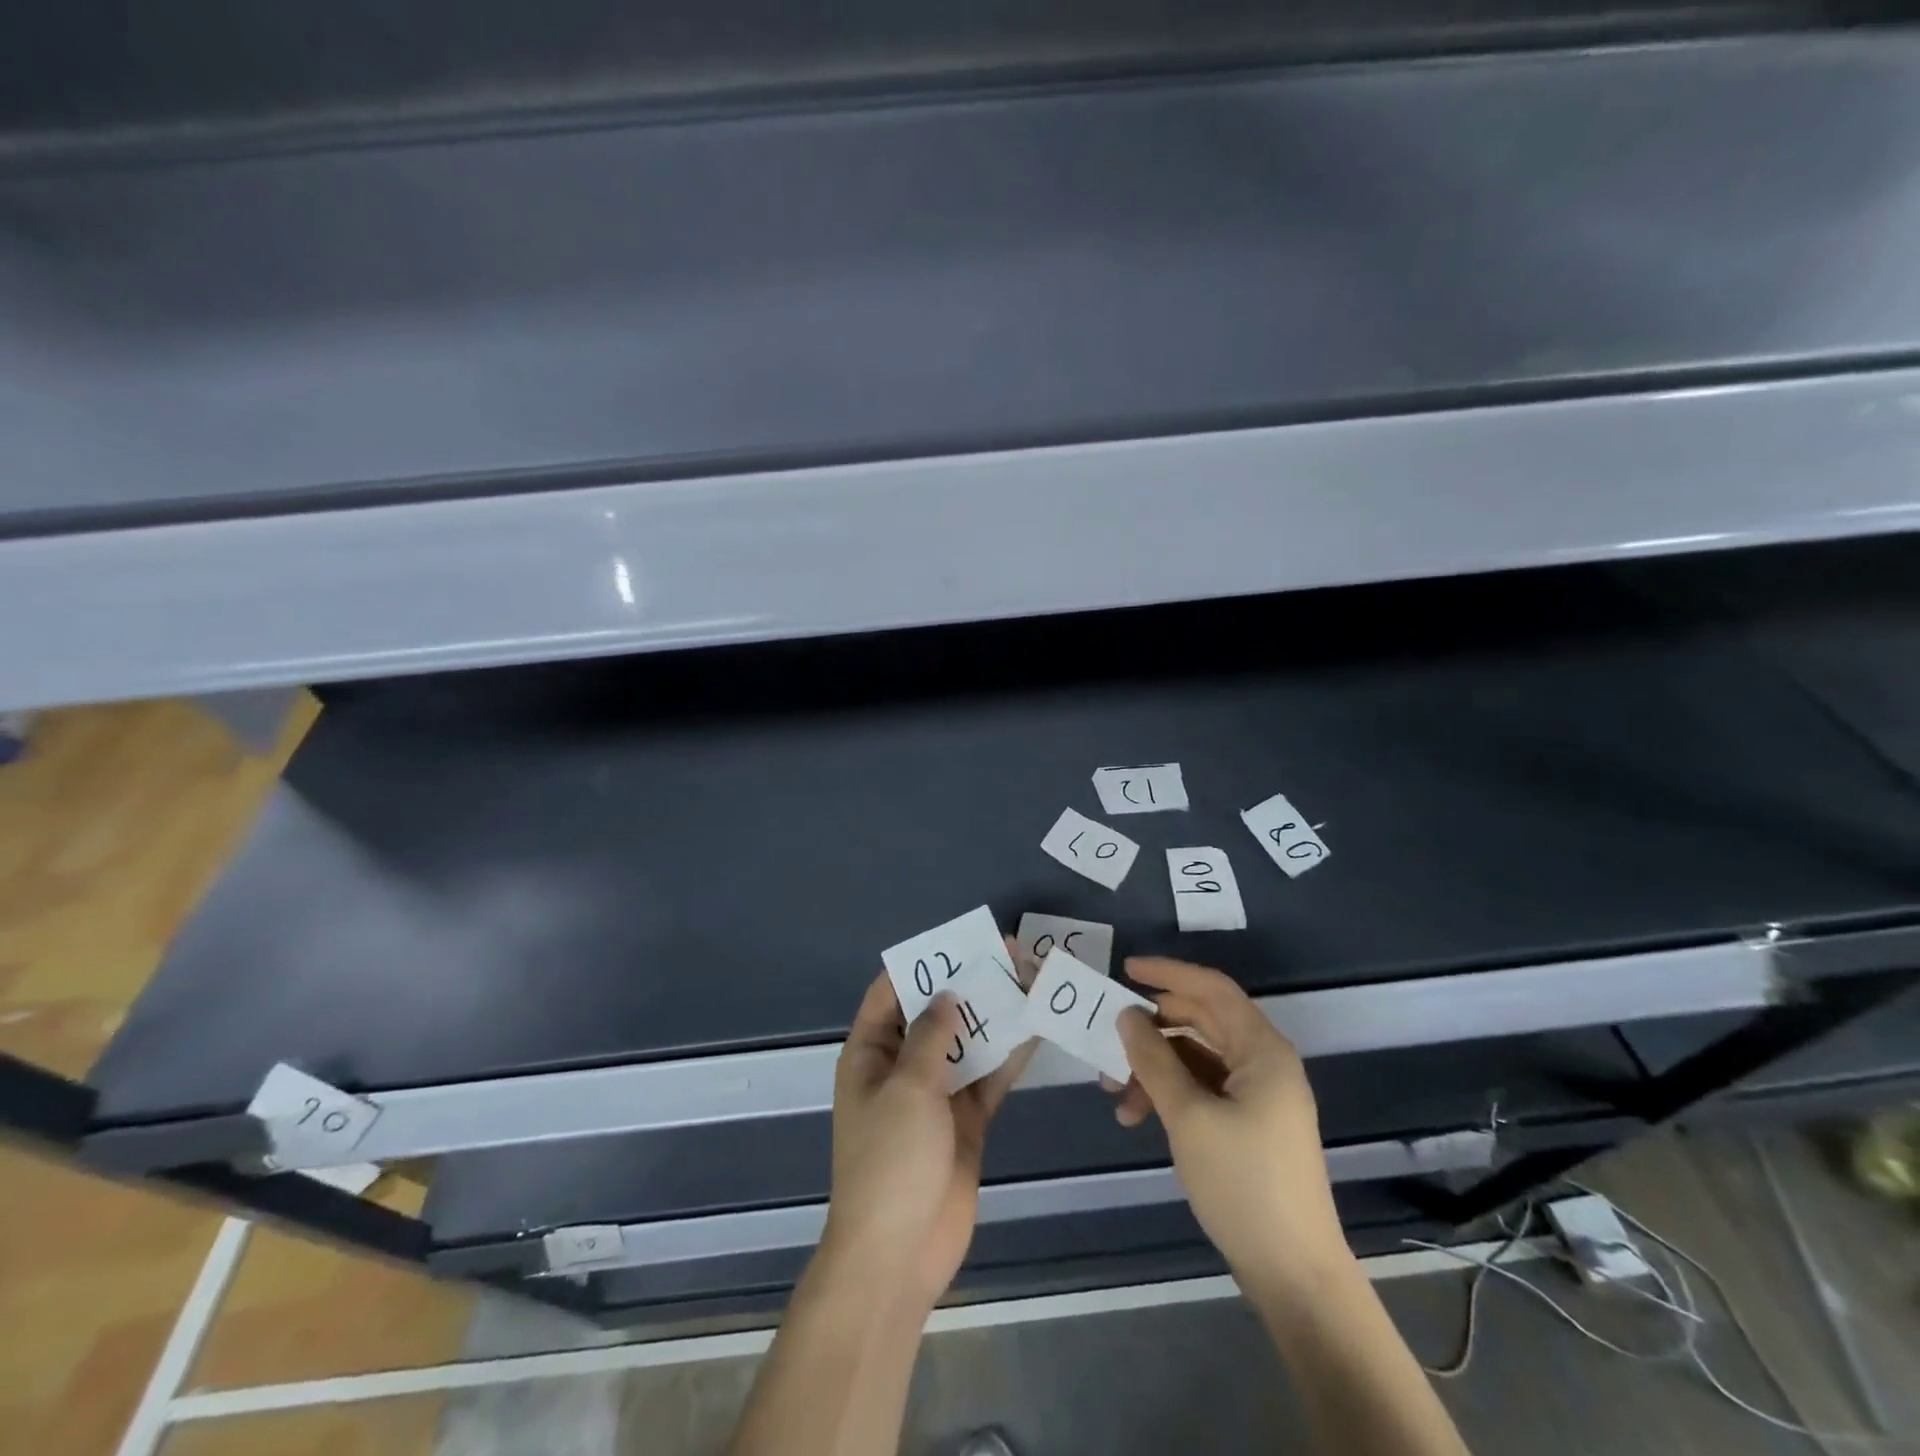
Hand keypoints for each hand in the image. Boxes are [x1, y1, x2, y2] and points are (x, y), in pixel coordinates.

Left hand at [823, 961, 1033, 1311]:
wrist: (901, 1253)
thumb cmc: (891, 1161)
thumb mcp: (907, 1088)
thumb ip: (931, 1036)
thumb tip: (946, 994)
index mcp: (870, 1054)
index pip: (891, 994)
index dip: (921, 965)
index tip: (958, 941)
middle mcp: (900, 1067)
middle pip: (935, 1014)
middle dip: (968, 985)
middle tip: (1007, 954)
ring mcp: (935, 1095)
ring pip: (966, 1042)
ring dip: (993, 1016)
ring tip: (1028, 980)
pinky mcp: (965, 1120)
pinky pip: (987, 1078)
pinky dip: (1008, 1057)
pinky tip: (1035, 1030)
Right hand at [1112, 957, 1348, 1294]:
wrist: (1294, 1274)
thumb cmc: (1243, 1183)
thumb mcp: (1188, 1116)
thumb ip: (1153, 1059)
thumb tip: (1126, 1015)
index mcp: (1262, 1050)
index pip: (1212, 989)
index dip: (1168, 973)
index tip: (1125, 970)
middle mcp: (1263, 1063)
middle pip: (1200, 1022)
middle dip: (1151, 1030)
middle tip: (1108, 1038)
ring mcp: (1258, 1095)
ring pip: (1195, 1058)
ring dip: (1154, 1068)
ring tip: (1115, 1095)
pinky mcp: (1249, 1124)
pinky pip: (1202, 1088)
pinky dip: (1169, 1094)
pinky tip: (1136, 1117)